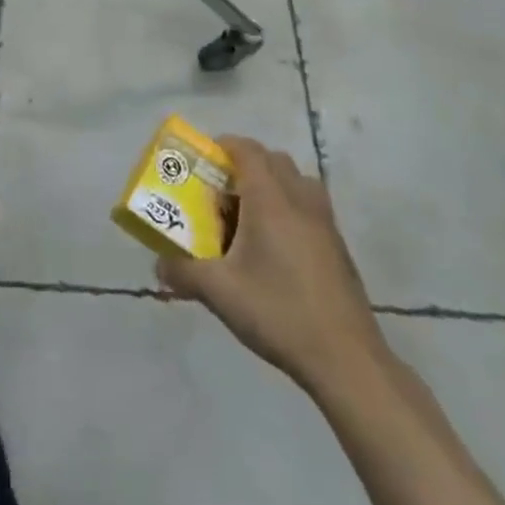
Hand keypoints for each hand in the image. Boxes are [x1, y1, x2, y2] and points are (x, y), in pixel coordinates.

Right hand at [155, 136, 386, 401]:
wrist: (346, 360)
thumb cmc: (279, 312)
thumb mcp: (219, 292)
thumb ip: (183, 272)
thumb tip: (159, 266)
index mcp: (270, 199)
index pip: (247, 149)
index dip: (224, 145)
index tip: (203, 159)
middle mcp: (300, 200)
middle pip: (273, 160)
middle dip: (245, 166)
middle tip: (221, 191)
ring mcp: (324, 223)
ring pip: (296, 182)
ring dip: (271, 186)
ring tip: (248, 217)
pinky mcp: (338, 247)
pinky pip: (309, 207)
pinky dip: (289, 209)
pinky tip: (274, 249)